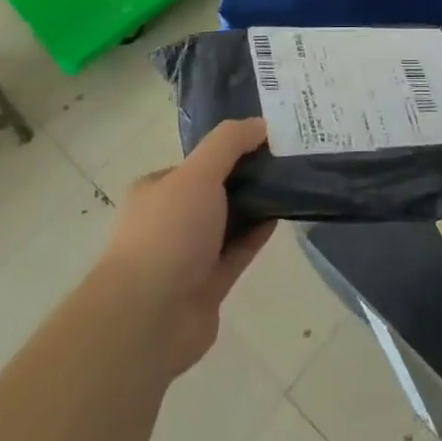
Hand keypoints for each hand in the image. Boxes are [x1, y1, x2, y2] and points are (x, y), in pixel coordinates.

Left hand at [100, 118, 274, 378]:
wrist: (149, 317)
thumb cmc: (168, 233)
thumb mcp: (198, 173)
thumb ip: (229, 143)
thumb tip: (261, 123)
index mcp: (156, 190)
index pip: (197, 162)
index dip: (230, 149)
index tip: (266, 139)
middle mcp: (169, 220)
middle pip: (214, 191)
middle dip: (246, 178)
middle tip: (285, 161)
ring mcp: (187, 255)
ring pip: (228, 223)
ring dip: (255, 207)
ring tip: (292, 185)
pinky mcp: (208, 285)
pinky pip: (238, 252)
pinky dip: (257, 235)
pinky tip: (281, 216)